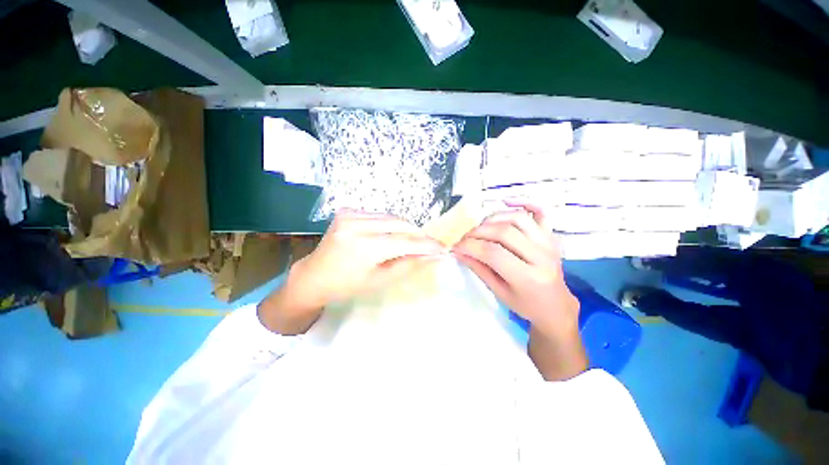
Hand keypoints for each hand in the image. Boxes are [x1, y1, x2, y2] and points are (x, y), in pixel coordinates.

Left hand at [258, 211, 445, 333]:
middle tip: (430, 245)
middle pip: (400, 223)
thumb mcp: (380, 280)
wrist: (313, 276)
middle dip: (418, 234)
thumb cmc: (346, 285)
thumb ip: (409, 264)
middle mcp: (356, 223)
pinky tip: (391, 235)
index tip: (443, 248)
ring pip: (391, 217)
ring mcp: (349, 213)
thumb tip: (433, 256)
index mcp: (363, 246)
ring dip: (405, 229)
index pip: (406, 241)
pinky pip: (379, 215)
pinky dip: (390, 224)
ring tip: (413, 242)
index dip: (427, 244)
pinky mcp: (347, 210)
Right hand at [452, 202, 578, 334]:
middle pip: (504, 232)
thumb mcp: (499, 292)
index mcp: (528, 277)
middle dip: (477, 232)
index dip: (470, 246)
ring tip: (480, 229)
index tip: (456, 247)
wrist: (556, 306)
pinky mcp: (551, 235)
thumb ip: (479, 269)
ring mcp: (549, 242)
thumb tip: (458, 252)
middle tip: (465, 239)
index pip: (493, 253)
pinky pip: (540, 211)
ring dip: (492, 218)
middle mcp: (541, 256)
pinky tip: (505, 201)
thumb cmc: (526, 305)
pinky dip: (523, 202)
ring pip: (517, 218)